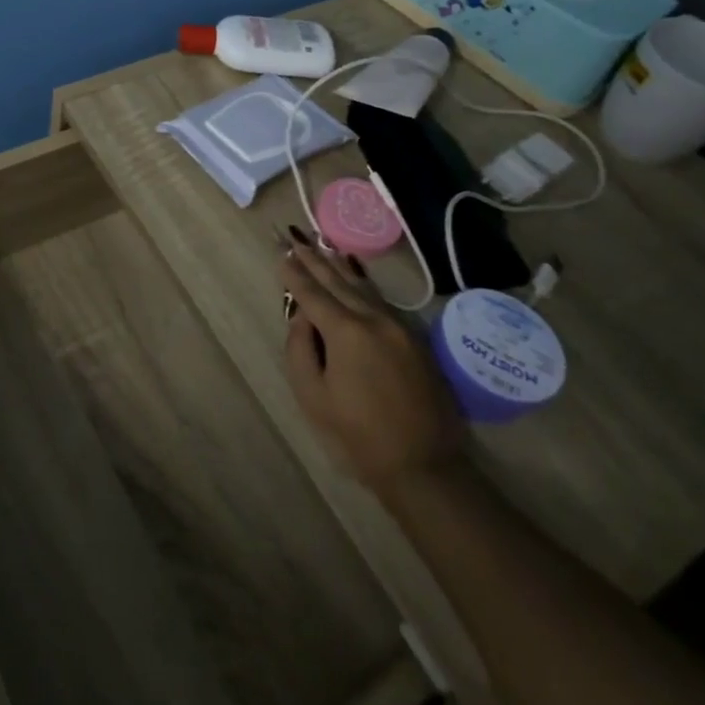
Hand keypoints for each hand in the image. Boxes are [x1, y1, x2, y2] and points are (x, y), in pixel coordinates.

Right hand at [279, 232, 465, 505]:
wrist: (423, 464)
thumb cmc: (358, 434)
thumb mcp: (313, 395)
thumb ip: (300, 348)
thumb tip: (302, 317)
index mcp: (346, 332)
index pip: (313, 293)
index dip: (294, 274)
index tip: (281, 255)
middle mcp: (374, 319)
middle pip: (338, 282)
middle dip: (314, 260)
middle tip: (296, 239)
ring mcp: (399, 327)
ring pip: (363, 287)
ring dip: (339, 266)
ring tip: (323, 247)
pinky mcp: (414, 339)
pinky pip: (381, 301)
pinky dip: (362, 284)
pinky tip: (354, 276)